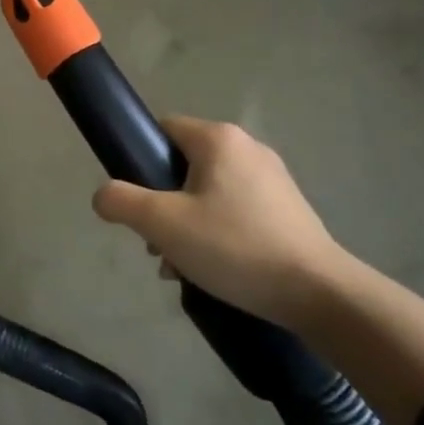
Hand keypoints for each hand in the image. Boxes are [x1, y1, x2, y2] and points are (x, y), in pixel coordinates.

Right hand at [92, 118, 350, 324]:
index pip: (161, 129)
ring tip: (181, 266)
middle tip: (157, 243)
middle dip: (162, 204)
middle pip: (182, 165)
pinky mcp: (288, 209)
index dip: (139, 161)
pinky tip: (213, 270)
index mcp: (218, 139)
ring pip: (207, 192)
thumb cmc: (235, 247)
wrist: (320, 294)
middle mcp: (247, 148)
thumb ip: (121, 201)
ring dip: (185, 224)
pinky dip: (216, 233)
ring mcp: (272, 179)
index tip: (136, 201)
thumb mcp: (162, 224)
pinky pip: (235, 210)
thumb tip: (103, 195)